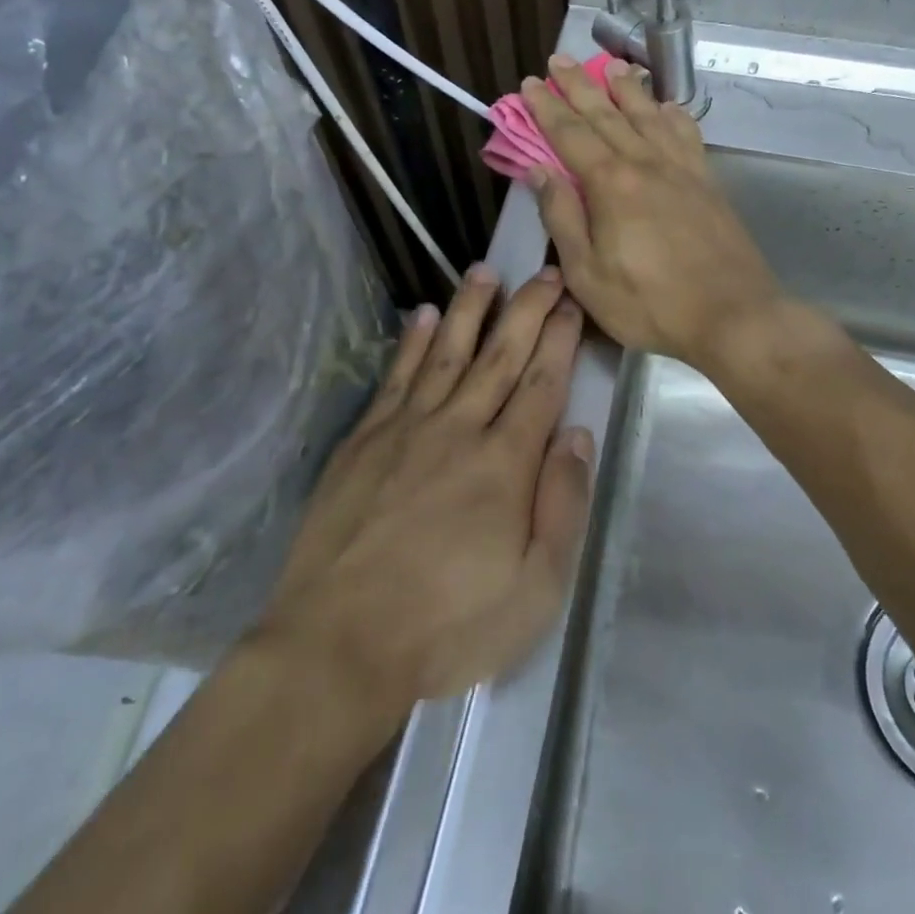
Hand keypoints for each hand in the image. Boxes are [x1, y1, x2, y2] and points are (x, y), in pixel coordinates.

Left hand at [262, 265, 592, 712]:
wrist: (338, 643)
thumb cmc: (448, 624)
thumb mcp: (535, 588)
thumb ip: (562, 505)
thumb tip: (576, 434)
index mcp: (505, 463)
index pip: (541, 384)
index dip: (559, 339)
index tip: (570, 303)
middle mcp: (459, 429)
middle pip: (500, 355)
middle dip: (527, 308)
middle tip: (544, 270)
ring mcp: (406, 428)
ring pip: (447, 351)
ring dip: (469, 308)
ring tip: (484, 271)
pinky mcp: (365, 440)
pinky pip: (396, 377)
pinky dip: (412, 342)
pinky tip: (422, 314)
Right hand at [521, 55, 782, 368]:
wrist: (733, 315)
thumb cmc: (650, 304)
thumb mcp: (587, 274)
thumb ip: (562, 218)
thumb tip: (539, 171)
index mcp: (610, 184)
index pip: (570, 134)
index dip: (546, 108)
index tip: (529, 84)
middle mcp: (645, 163)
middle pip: (606, 114)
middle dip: (578, 85)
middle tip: (558, 60)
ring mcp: (681, 169)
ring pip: (648, 115)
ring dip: (626, 89)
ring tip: (610, 67)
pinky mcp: (707, 181)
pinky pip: (686, 134)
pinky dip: (672, 114)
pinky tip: (666, 107)